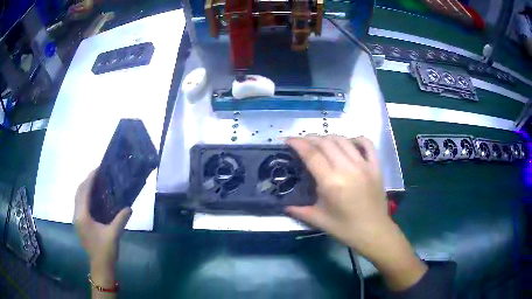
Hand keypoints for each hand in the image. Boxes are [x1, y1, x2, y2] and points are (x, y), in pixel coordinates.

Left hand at [74, 169, 131, 286]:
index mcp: (82, 216)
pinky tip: (93, 198)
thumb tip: (129, 207)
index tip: (98, 168)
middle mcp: (77, 215)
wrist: (100, 267)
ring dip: (84, 189)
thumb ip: (121, 219)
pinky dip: (84, 197)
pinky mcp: (79, 224)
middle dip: (86, 181)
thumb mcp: (114, 234)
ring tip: (95, 183)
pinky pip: (79, 205)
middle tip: (97, 174)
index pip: (84, 192)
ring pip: (77, 198)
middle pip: (78, 192)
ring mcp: (76, 220)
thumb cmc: (105, 251)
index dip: (90, 179)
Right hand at [286, 135, 426, 289]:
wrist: (374, 232)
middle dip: (310, 138)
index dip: (298, 143)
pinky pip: (367, 144)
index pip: (311, 154)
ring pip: (344, 140)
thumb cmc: (345, 228)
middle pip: (326, 143)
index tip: (288, 139)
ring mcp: (364, 165)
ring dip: (329, 137)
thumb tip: (283, 204)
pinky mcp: (376, 167)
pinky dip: (356, 139)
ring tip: (320, 142)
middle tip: (301, 142)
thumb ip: (298, 210)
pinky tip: (349, 142)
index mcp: (331, 182)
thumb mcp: (319, 220)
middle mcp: (348, 169)